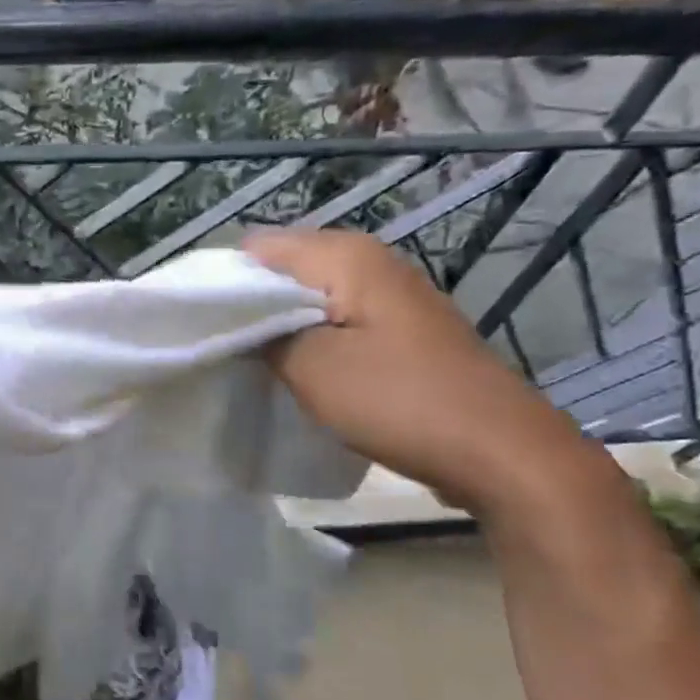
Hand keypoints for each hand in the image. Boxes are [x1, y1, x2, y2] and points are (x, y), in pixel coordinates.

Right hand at [244, 228, 600, 515]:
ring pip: (308, 296)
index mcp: (345, 256)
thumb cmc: (398, 400)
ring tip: (247, 359)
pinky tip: (293, 369)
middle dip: (247, 303)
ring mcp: (389, 294)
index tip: (197, 322)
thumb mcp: (310, 367)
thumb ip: (260, 334)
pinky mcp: (399, 328)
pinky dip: (307, 337)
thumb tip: (232, 319)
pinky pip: (334, 318)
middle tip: (217, 344)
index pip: (256, 248)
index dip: (221, 281)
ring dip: (276, 324)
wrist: (502, 452)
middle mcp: (369, 261)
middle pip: (282, 269)